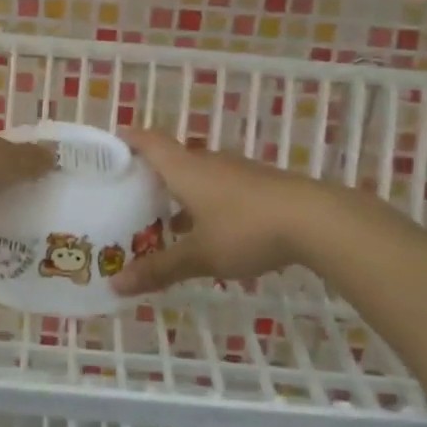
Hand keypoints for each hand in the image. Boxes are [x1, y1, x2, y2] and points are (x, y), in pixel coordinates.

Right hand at [110, 128, 333, 294]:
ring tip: (163, 222)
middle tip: (129, 196)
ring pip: (198, 176)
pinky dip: (205, 204)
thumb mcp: (200, 255)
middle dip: (151, 175)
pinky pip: (220, 188)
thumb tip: (115, 286)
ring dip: (180, 194)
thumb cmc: (246, 229)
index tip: (110, 148)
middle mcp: (208, 162)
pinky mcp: (259, 186)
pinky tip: (208, 232)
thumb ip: (159, 269)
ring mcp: (237, 172)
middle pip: (172, 159)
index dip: (128, 140)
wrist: (316, 220)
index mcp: (185, 169)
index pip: (149, 142)